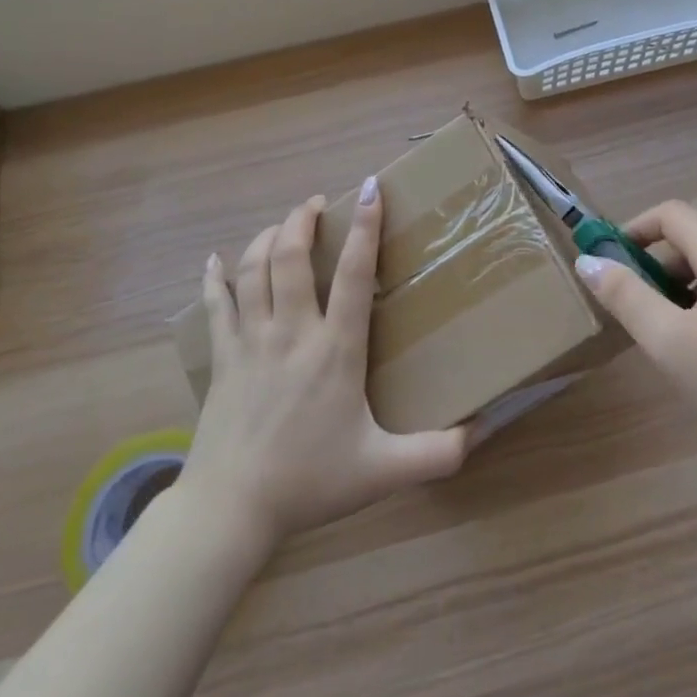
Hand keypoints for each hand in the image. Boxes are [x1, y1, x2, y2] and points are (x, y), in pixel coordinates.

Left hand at [185, 181, 467, 544]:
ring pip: (253, 270)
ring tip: (284, 224)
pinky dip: (215, 277)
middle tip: (317, 203)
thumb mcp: (383, 470)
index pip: (355, 275)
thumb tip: (483, 432)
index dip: (365, 227)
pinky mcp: (221, 357)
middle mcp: (292, 332)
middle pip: (291, 256)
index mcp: (336, 350)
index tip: (370, 189)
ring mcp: (251, 342)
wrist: (230, 508)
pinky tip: (214, 261)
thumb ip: (438, 452)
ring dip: (268, 237)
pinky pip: (215, 304)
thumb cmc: (310, 482)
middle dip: (303, 219)